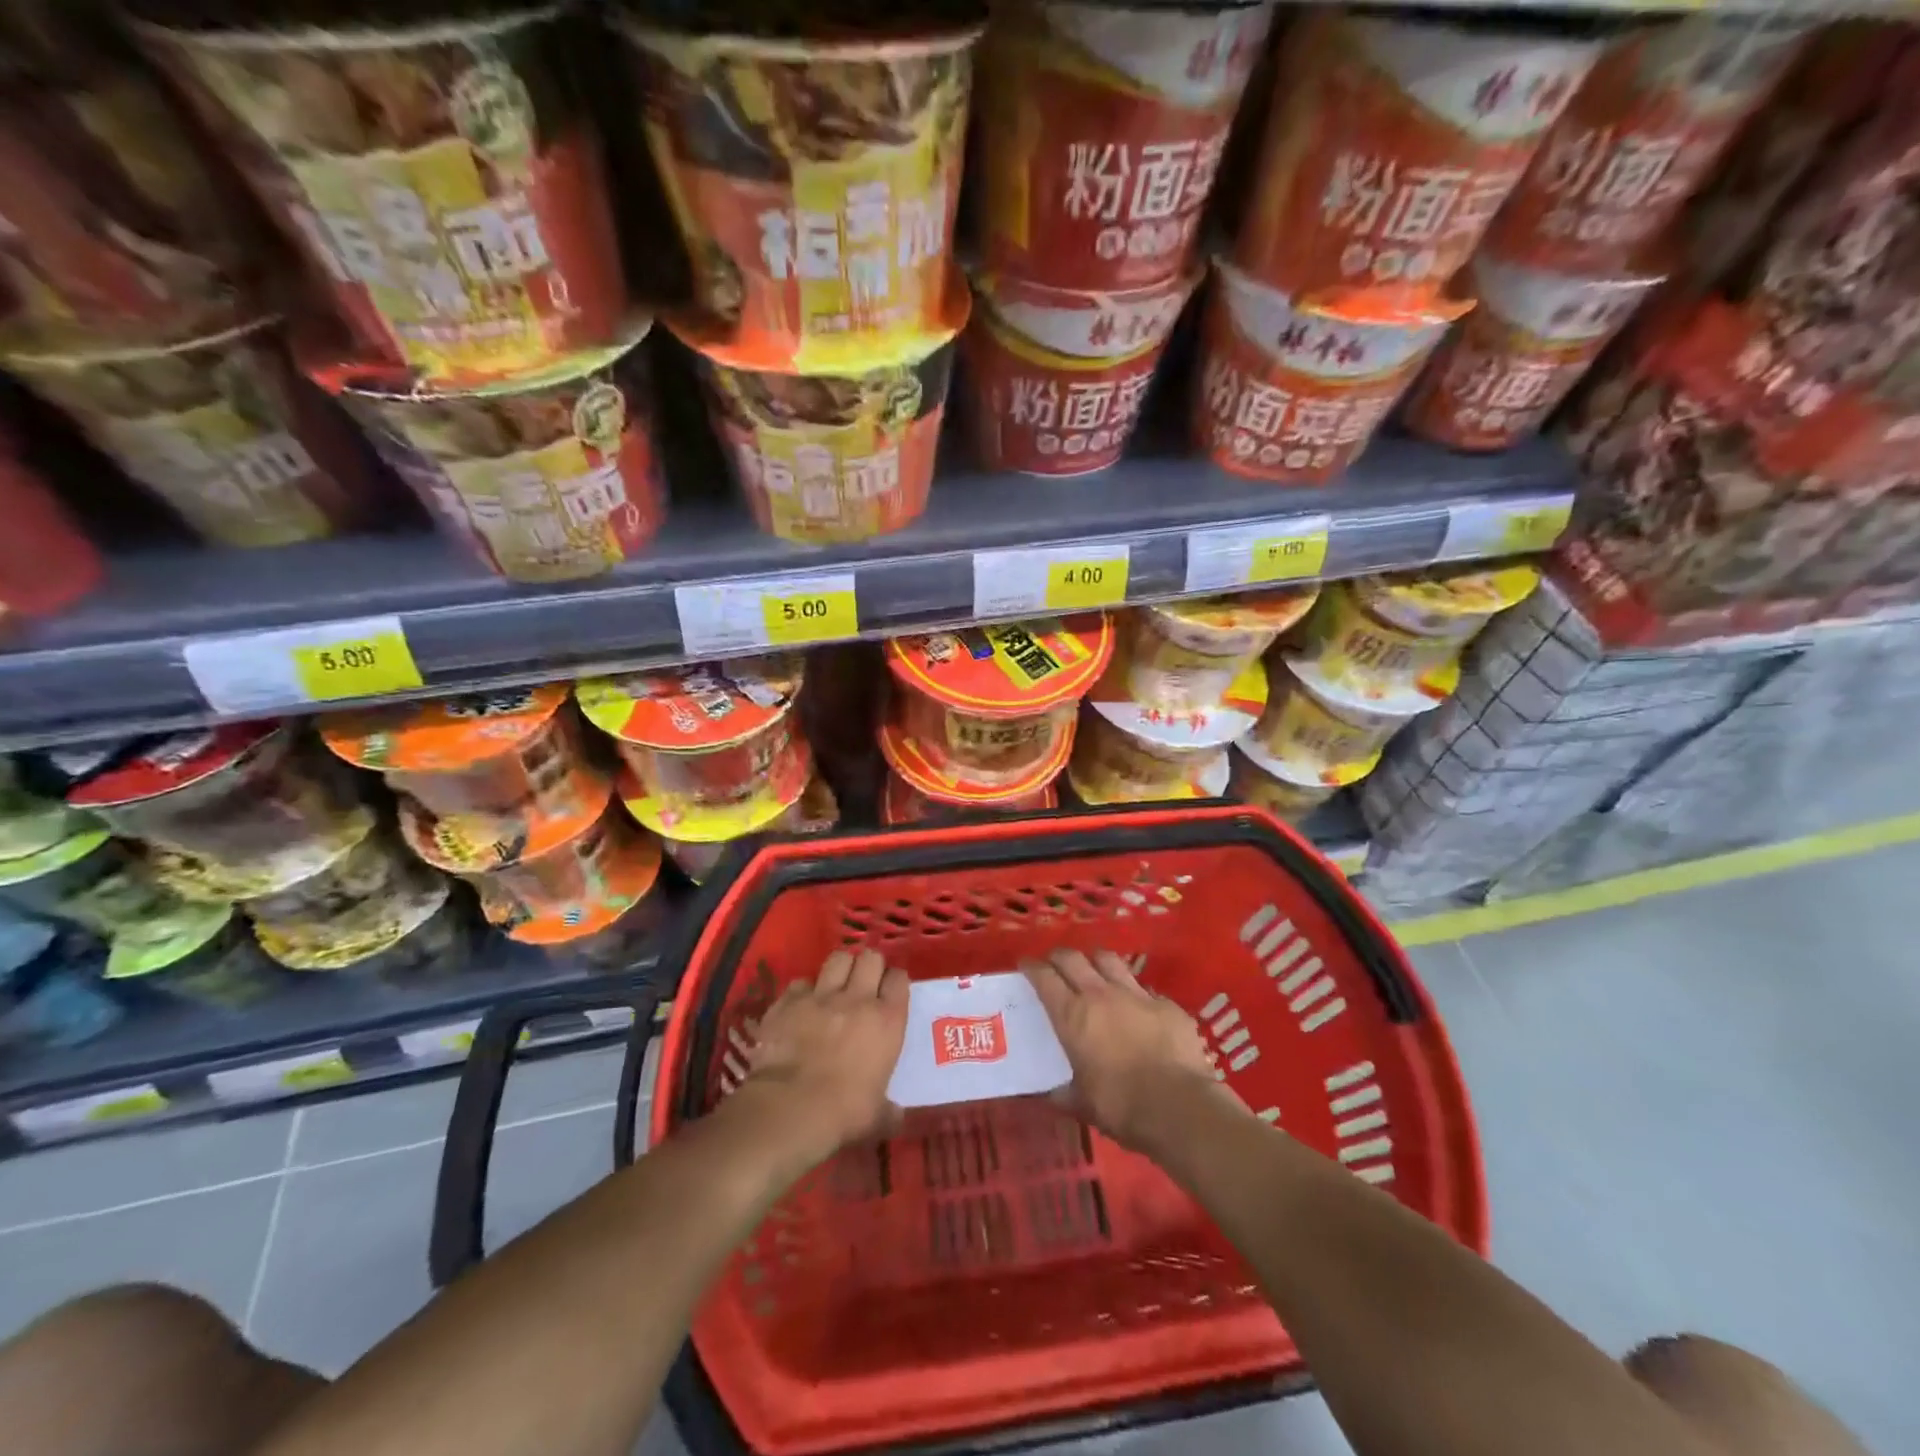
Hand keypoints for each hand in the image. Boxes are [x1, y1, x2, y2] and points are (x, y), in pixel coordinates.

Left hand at [738, 949, 907, 1165]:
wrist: (790, 1109)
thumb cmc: (843, 1113)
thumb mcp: (877, 1116)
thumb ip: (890, 1109)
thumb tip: (897, 1116)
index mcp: (887, 1020)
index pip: (899, 978)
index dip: (894, 982)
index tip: (889, 993)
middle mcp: (857, 998)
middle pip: (870, 958)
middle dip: (868, 966)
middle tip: (863, 984)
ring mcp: (821, 996)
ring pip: (837, 958)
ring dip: (839, 969)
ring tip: (835, 985)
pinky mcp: (788, 1001)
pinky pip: (800, 983)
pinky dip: (803, 991)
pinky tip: (801, 1006)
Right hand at [1023, 949, 1240, 1152]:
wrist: (1179, 1107)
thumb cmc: (1120, 1106)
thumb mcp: (1080, 1104)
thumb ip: (1062, 1092)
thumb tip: (1049, 1093)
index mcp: (1073, 1015)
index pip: (1044, 977)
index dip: (1031, 967)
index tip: (1025, 964)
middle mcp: (1101, 994)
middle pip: (1073, 958)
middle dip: (1059, 956)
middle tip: (1054, 963)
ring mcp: (1136, 995)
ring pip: (1109, 960)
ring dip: (1095, 961)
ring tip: (1093, 970)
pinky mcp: (1167, 1004)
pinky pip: (1144, 989)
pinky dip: (1134, 993)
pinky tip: (1137, 1007)